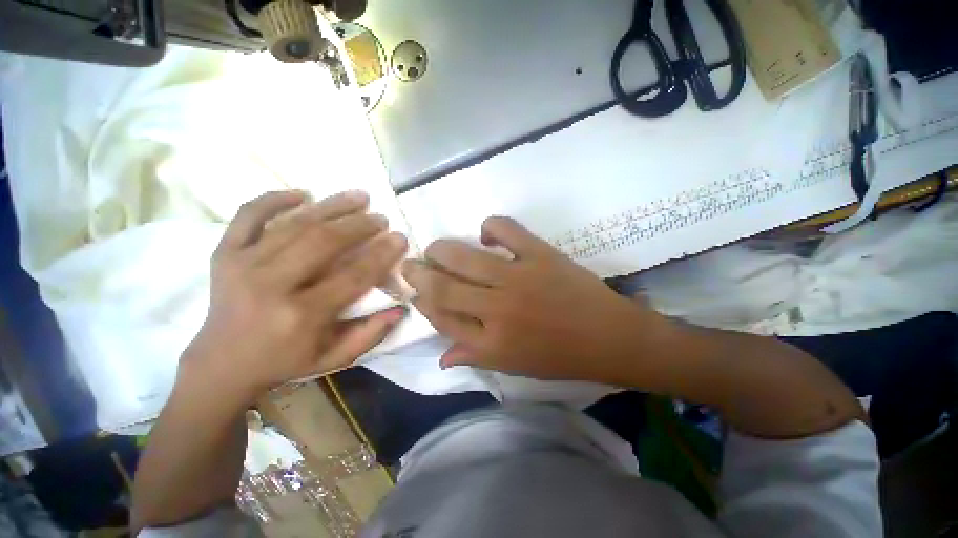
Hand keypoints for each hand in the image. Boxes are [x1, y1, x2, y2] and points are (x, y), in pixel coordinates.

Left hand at [183, 190, 407, 402]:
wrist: (221, 364)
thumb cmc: (284, 362)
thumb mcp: (334, 358)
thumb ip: (370, 334)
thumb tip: (400, 309)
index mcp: (301, 316)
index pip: (353, 276)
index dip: (381, 254)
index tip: (399, 238)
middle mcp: (270, 286)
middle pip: (323, 242)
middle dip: (359, 225)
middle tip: (381, 218)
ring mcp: (242, 265)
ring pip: (294, 224)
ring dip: (331, 207)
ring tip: (358, 197)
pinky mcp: (224, 254)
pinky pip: (249, 216)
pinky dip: (274, 199)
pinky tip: (302, 194)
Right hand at [403, 217, 676, 384]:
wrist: (610, 337)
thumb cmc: (561, 357)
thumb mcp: (514, 367)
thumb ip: (474, 358)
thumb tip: (441, 357)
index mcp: (491, 344)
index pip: (441, 319)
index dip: (423, 302)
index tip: (417, 290)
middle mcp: (497, 311)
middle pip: (443, 287)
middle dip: (419, 273)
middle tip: (412, 263)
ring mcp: (519, 279)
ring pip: (462, 257)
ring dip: (440, 250)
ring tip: (436, 248)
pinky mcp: (540, 255)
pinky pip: (505, 229)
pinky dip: (490, 227)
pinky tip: (486, 235)